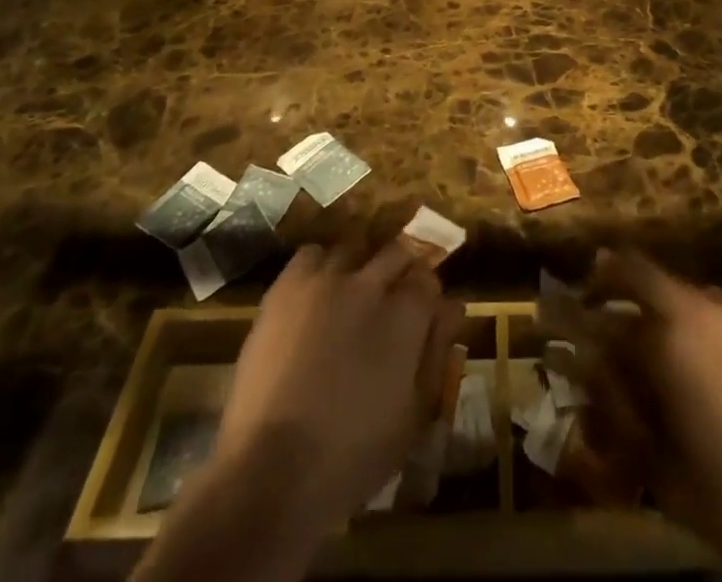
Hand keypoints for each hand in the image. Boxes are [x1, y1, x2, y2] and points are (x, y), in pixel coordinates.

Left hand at [214, 241, 462, 536]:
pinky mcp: (287, 287)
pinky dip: (319, 267)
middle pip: (397, 250)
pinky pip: (311, 255)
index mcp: (407, 314)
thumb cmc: (352, 456)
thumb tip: (453, 307)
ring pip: (354, 248)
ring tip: (350, 295)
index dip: (426, 294)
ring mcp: (326, 280)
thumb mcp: (412, 416)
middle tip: (389, 300)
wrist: (268, 471)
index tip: (421, 311)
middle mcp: (371, 283)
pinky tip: (316, 294)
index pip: (428, 278)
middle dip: (400, 270)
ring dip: (360, 266)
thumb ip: (436, 353)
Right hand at [582, 250, 721, 581]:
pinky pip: (712, 310)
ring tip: (647, 337)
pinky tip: (696, 361)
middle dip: (615, 280)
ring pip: (681, 291)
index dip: (586, 297)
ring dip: (655, 301)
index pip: (610, 295)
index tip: (571, 307)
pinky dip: (691, 319)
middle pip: (645, 273)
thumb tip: (590, 375)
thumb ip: (618, 412)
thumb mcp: (659, 464)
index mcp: (668, 333)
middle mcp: (699, 309)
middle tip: (598, 301)